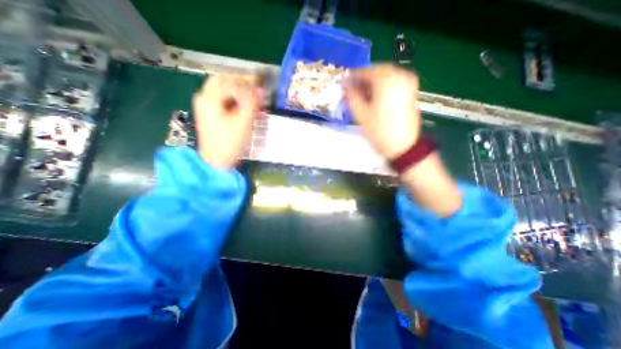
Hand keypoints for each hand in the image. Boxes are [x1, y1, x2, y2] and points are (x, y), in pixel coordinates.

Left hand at [194, 74, 262, 168]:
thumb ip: (252, 103)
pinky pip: (223, 102)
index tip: (259, 86)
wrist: (217, 161)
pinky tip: (246, 109)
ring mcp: (205, 107)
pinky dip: (235, 103)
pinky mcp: (210, 115)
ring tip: (254, 102)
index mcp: (209, 98)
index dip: (245, 81)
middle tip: (256, 91)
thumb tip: (260, 90)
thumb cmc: (229, 142)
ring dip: (239, 94)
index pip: (228, 80)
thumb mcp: (243, 121)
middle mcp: (204, 98)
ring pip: (224, 93)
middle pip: (223, 83)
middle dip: (241, 85)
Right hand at [342, 65, 418, 158]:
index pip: (366, 71)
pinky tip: (374, 97)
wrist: (403, 146)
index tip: (344, 82)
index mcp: (386, 80)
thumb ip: (352, 96)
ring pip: (386, 76)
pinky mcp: (411, 91)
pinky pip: (394, 82)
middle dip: (363, 79)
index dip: (353, 76)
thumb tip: (346, 85)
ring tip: (362, 95)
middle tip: (352, 89)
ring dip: (373, 83)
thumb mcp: (361, 114)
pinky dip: (383, 86)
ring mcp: (408, 83)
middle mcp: (400, 76)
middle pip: (377, 71)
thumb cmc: (380, 131)